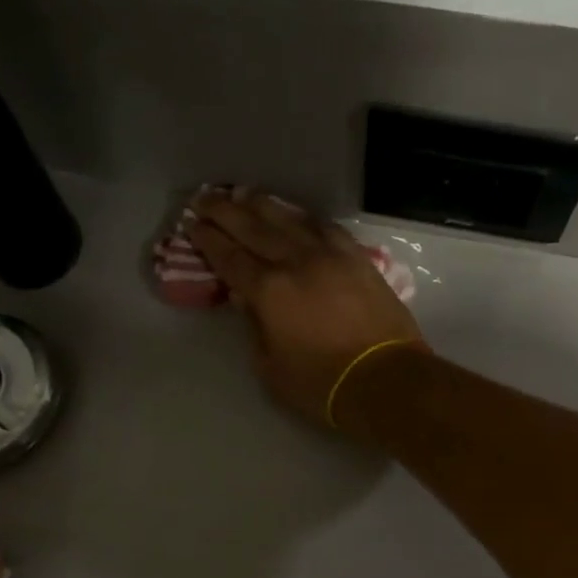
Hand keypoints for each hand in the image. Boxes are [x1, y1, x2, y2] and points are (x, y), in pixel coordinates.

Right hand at [189, 189, 424, 427]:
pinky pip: (326, 227)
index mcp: (269, 290)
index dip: (208, 240)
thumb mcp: (271, 368)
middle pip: (254, 228)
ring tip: (243, 194)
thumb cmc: (322, 384)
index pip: (230, 257)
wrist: (385, 378)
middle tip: (205, 198)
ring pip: (290, 219)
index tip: (192, 224)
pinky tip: (295, 214)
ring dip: (262, 205)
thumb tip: (245, 299)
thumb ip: (254, 327)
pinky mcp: (357, 258)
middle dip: (225, 211)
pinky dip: (304, 217)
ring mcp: (330, 255)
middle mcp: (296, 261)